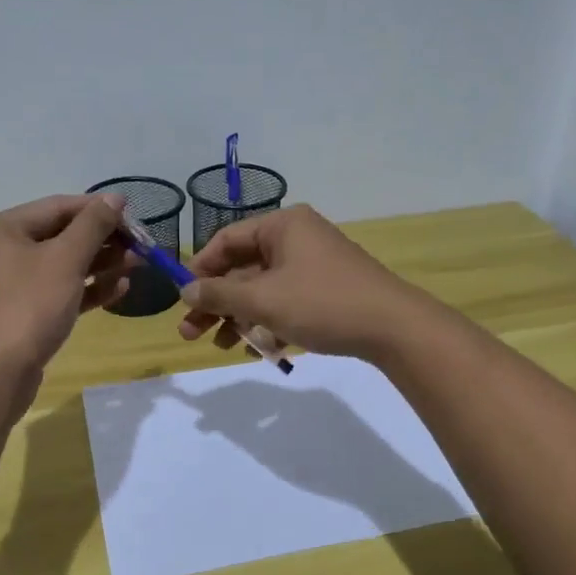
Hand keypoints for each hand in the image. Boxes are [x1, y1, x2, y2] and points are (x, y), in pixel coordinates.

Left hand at [0, 194, 130, 380]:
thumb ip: (93, 225)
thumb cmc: (28, 307)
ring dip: (101, 264)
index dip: (98, 209)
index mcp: (1, 228)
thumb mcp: (65, 260)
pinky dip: (87, 289)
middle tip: (141, 245)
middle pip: (61, 235)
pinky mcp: (22, 313)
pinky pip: (59, 291)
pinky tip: (120, 288)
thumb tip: (114, 198)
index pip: (58, 207)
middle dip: (103, 240)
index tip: (135, 216)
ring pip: (62, 265)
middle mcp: (1, 251)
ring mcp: (10, 284)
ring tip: (138, 264)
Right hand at [177, 205, 425, 360]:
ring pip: (263, 288)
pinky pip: (286, 301)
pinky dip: (268, 321)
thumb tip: (185, 290)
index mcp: (283, 226)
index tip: (181, 299)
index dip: (200, 269)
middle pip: (243, 267)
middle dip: (217, 302)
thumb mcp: (263, 300)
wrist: (394, 328)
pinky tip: (257, 348)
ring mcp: (314, 265)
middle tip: (190, 332)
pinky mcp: (327, 290)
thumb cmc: (322, 303)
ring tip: (221, 346)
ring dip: (239, 316)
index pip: (227, 240)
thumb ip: (220, 295)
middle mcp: (297, 238)